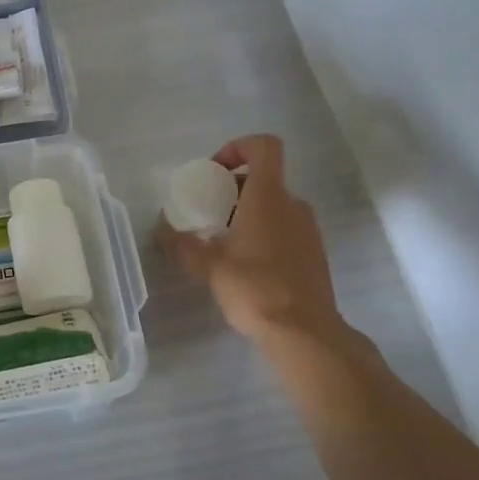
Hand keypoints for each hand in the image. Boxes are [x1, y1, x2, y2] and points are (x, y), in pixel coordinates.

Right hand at [161, 134, 348, 346]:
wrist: (304, 332)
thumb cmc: (255, 288)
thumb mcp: (209, 266)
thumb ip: (183, 244)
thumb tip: (164, 230)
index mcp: (268, 197)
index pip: (264, 147)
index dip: (238, 147)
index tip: (214, 173)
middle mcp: (293, 205)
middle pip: (264, 178)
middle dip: (233, 189)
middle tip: (208, 214)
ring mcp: (308, 229)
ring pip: (274, 205)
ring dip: (247, 214)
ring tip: (223, 243)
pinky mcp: (314, 253)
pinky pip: (285, 228)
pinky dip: (263, 234)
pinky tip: (245, 265)